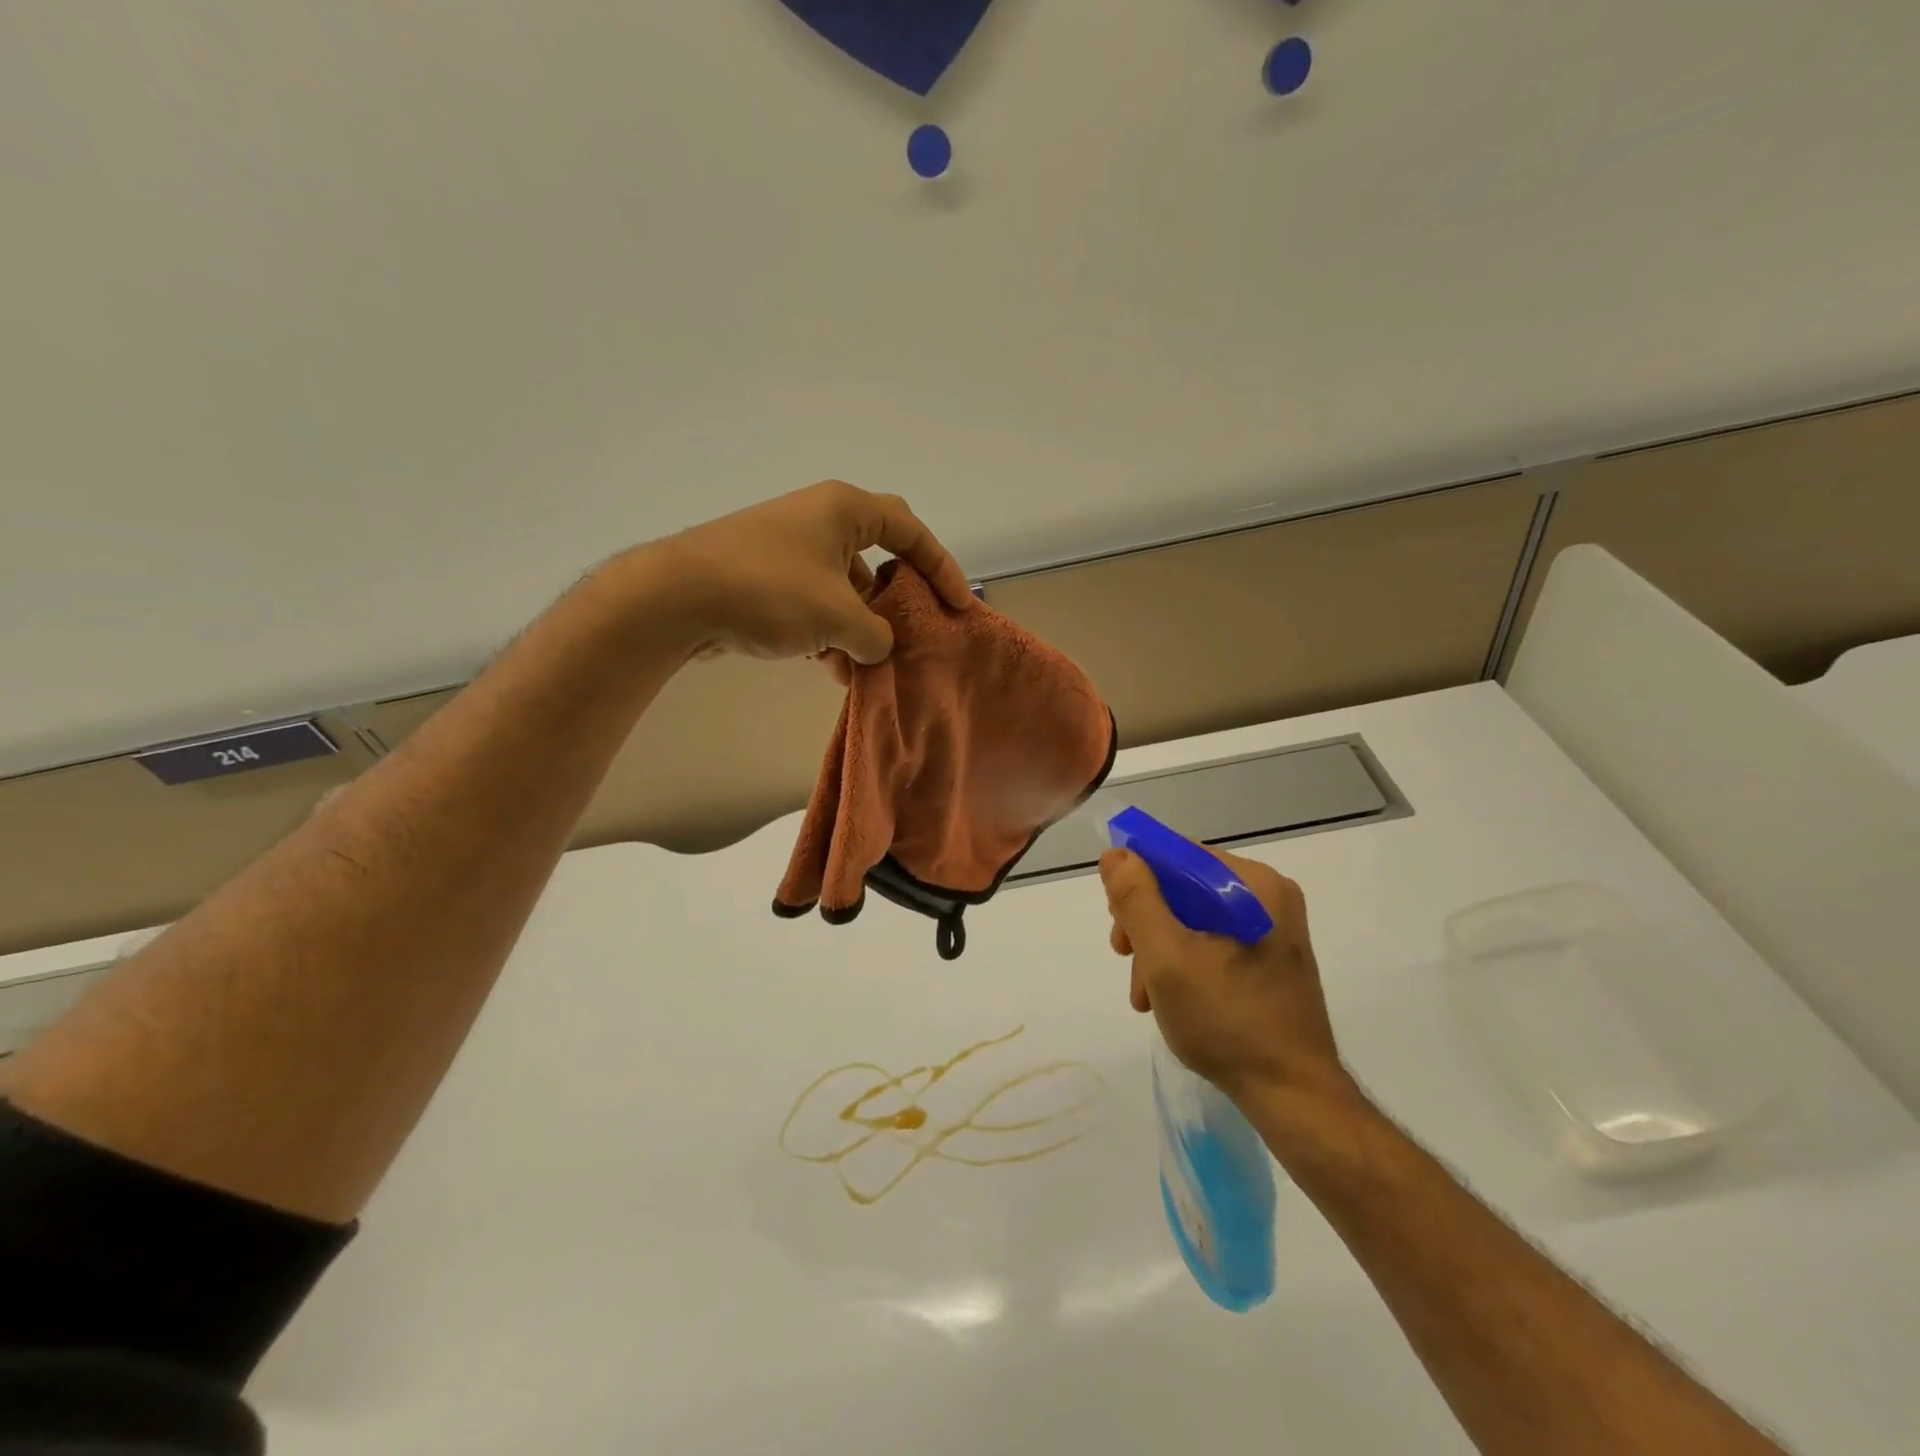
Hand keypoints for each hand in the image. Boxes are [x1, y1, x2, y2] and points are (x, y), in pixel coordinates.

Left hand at [648, 481, 973, 663]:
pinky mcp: (765, 576)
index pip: (911, 531)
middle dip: (894, 602)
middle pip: (877, 560)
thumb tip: (877, 648)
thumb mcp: (839, 617)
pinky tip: (825, 667)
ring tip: (860, 667)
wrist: (677, 598)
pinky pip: (814, 602)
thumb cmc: (770, 591)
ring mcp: (789, 548)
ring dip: (857, 628)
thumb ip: (876, 636)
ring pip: (843, 589)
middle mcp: (819, 520)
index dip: (941, 567)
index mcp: (845, 510)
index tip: (958, 606)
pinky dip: (826, 632)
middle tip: (909, 632)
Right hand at [1100, 844, 1347, 1102]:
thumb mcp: (1166, 957)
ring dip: (1159, 949)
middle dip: (1146, 922)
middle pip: (1184, 886)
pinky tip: (1167, 998)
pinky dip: (1184, 961)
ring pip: (1193, 916)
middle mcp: (1268, 896)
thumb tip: (1116, 854)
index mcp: (1253, 884)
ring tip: (1145, 995)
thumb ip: (1137, 899)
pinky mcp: (1271, 956)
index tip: (1117, 920)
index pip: (1178, 854)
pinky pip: (1213, 939)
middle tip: (1125, 958)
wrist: (1293, 1096)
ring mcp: (1273, 928)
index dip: (1137, 879)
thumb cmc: (1226, 1021)